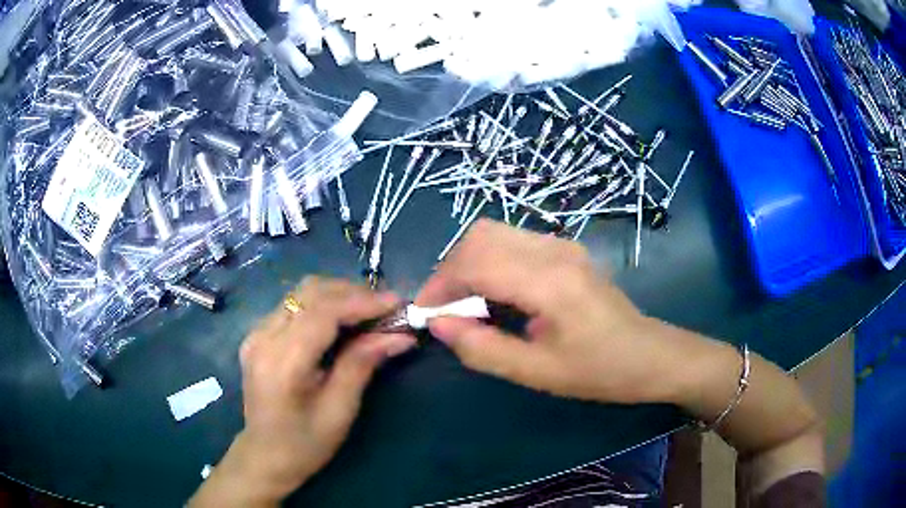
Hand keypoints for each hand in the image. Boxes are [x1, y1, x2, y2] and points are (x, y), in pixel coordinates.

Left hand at [190, 277, 415, 506]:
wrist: (266, 455)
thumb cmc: (306, 443)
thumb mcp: (340, 410)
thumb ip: (363, 364)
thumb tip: (400, 336)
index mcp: (282, 362)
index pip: (322, 313)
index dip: (362, 302)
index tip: (397, 303)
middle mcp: (263, 338)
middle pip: (310, 292)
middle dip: (352, 293)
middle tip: (386, 308)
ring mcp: (256, 333)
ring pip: (301, 293)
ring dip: (338, 295)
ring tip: (369, 311)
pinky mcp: (257, 334)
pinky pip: (293, 305)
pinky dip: (322, 304)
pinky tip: (342, 320)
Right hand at [417, 219, 683, 404]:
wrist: (651, 355)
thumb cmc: (600, 371)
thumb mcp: (538, 372)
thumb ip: (483, 348)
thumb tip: (438, 324)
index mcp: (549, 281)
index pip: (475, 263)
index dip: (440, 286)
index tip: (425, 314)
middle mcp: (554, 250)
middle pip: (480, 236)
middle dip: (450, 269)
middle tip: (445, 309)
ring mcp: (562, 245)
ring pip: (495, 233)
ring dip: (469, 263)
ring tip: (465, 304)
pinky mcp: (566, 250)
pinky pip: (513, 241)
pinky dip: (490, 261)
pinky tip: (494, 294)